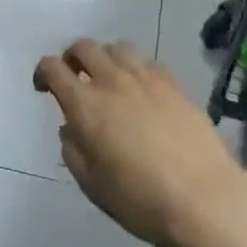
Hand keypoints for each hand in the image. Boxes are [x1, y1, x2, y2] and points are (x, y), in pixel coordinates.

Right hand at [34, 39, 246, 246]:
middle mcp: (112, 81)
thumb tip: (71, 127)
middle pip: (84, 47)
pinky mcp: (174, 83)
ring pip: (117, 47)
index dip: (43, 72)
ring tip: (109, 79)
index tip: (44, 87)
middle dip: (72, 57)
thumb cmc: (140, 200)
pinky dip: (136, 69)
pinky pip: (147, 62)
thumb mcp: (93, 185)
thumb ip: (74, 150)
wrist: (203, 198)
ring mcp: (146, 77)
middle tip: (74, 76)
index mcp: (85, 105)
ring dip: (105, 58)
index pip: (53, 67)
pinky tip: (142, 91)